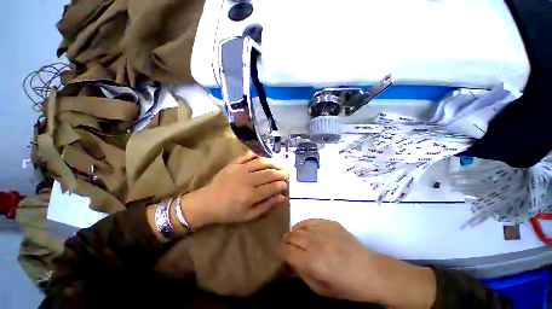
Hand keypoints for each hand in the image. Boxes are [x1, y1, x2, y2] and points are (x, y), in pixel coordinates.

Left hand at [188, 154, 287, 225]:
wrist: (207, 202)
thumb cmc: (228, 212)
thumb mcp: (248, 215)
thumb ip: (266, 206)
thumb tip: (281, 197)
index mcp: (251, 195)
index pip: (273, 186)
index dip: (282, 185)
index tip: (285, 184)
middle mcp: (247, 180)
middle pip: (269, 173)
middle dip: (280, 173)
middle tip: (285, 174)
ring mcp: (240, 169)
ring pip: (261, 162)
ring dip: (273, 162)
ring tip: (279, 164)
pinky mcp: (234, 163)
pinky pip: (249, 156)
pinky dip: (258, 155)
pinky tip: (264, 158)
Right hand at [282, 219, 375, 301]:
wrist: (370, 271)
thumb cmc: (345, 285)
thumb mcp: (320, 289)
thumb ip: (301, 273)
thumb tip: (290, 261)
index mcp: (311, 261)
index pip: (285, 250)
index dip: (279, 251)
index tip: (279, 253)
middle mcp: (314, 242)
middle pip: (290, 236)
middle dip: (285, 241)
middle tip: (286, 246)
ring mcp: (323, 230)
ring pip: (299, 227)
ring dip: (293, 233)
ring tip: (294, 238)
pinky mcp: (330, 223)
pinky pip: (311, 220)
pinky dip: (304, 225)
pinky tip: (304, 230)